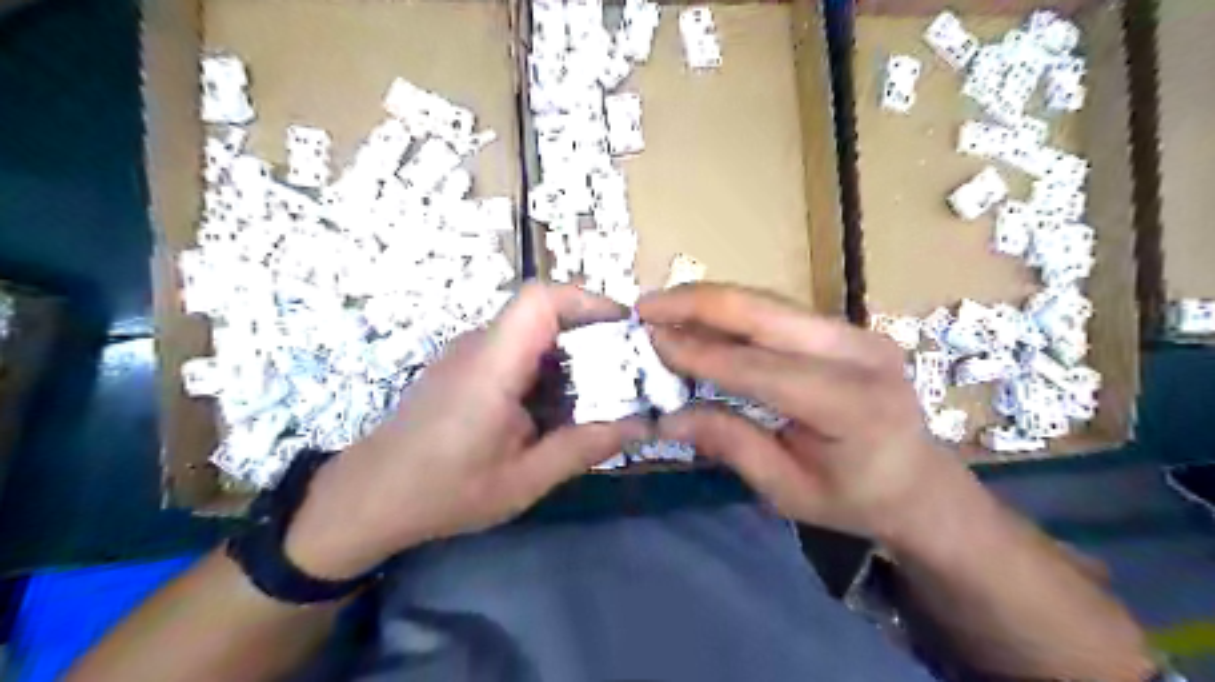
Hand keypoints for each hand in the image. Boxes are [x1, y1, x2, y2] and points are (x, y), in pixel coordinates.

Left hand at [286, 286, 650, 576]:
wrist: (370, 496)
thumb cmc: (444, 490)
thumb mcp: (525, 479)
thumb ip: (584, 447)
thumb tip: (640, 425)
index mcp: (493, 365)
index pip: (540, 300)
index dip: (588, 300)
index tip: (625, 327)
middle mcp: (480, 345)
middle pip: (544, 313)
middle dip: (591, 333)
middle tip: (625, 370)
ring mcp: (469, 353)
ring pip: (532, 333)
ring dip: (570, 354)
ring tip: (599, 393)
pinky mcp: (465, 366)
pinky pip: (516, 351)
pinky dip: (547, 368)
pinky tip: (556, 408)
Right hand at [639, 282, 975, 542]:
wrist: (921, 483)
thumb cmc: (856, 499)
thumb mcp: (788, 490)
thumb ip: (731, 444)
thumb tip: (668, 418)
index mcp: (852, 405)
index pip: (760, 367)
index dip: (700, 351)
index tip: (650, 338)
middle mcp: (859, 353)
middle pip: (766, 312)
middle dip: (698, 302)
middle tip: (646, 305)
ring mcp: (858, 332)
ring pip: (769, 303)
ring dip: (711, 302)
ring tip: (663, 307)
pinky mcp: (848, 327)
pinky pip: (779, 312)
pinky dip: (734, 312)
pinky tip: (701, 317)